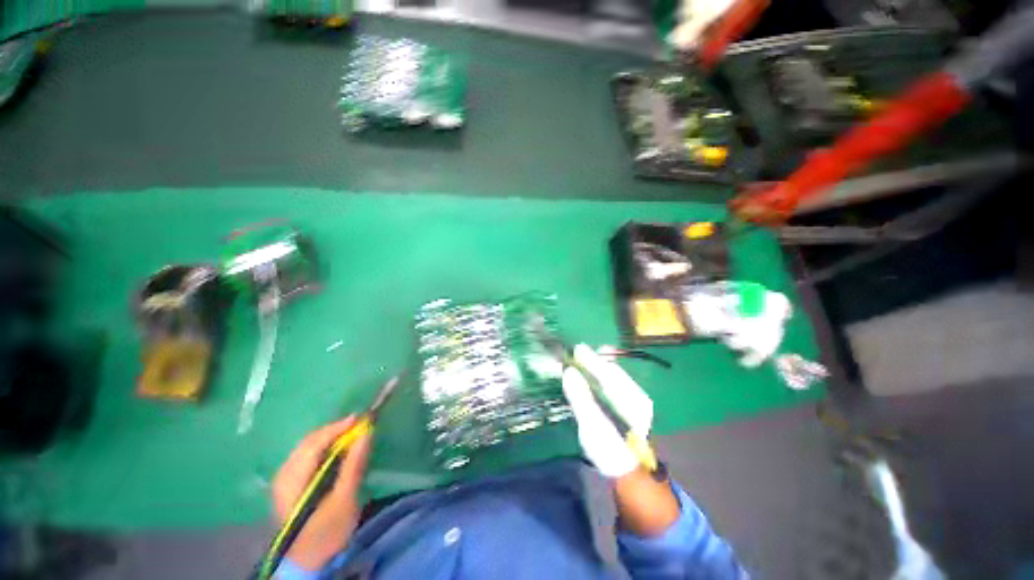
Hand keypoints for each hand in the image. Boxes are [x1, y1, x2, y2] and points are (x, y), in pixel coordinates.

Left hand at [272, 416, 372, 570]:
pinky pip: (306, 455)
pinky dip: (323, 446)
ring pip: (306, 447)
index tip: (361, 418)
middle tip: (359, 424)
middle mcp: (283, 475)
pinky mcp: (288, 484)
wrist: (306, 561)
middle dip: (334, 430)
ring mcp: (283, 479)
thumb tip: (366, 433)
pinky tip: (336, 449)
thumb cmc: (327, 532)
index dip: (338, 428)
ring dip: (330, 437)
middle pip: (309, 442)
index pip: (314, 444)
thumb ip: (354, 465)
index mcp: (293, 481)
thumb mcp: (345, 500)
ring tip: (351, 434)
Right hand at [561, 345, 652, 478]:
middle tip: (578, 352)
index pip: (607, 372)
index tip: (577, 349)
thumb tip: (569, 372)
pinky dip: (604, 376)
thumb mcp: (592, 426)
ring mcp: (637, 401)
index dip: (591, 360)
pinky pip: (617, 384)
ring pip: (616, 376)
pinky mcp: (635, 406)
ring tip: (584, 359)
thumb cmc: (610, 452)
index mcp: (628, 400)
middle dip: (595, 361)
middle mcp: (636, 395)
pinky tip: (595, 376)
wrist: (632, 473)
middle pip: (613, 372)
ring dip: (599, 367)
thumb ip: (581, 398)